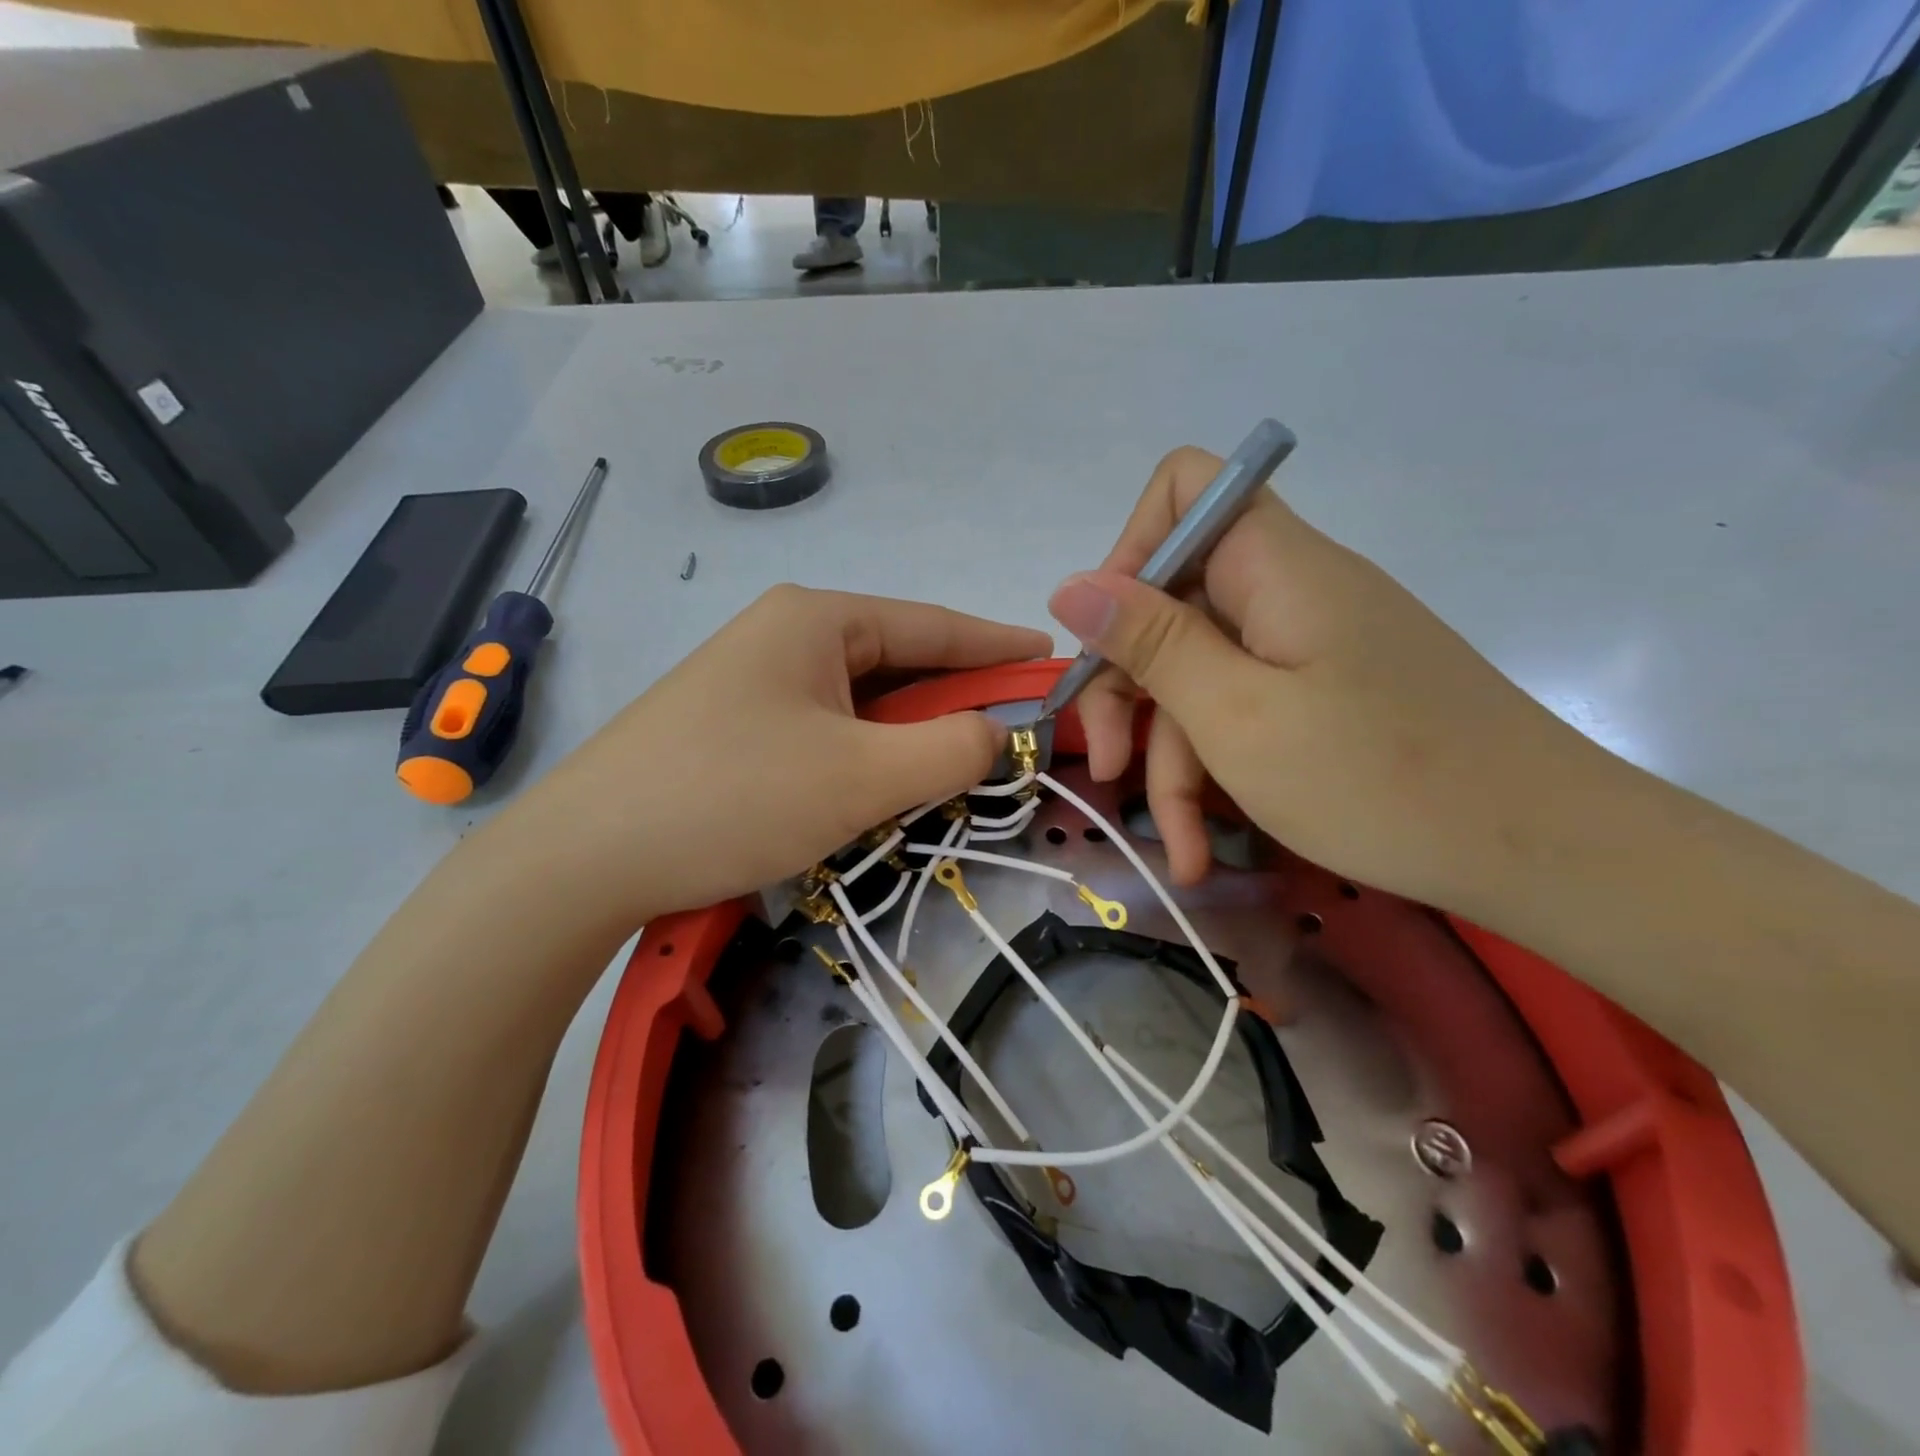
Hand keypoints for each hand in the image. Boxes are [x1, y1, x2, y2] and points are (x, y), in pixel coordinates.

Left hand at [498, 585, 1050, 927]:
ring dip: (911, 733)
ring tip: (958, 768)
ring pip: (863, 700)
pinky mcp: (736, 724)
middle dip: (957, 698)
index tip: (1053, 659)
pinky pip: (828, 726)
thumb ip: (950, 749)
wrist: (583, 858)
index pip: (933, 623)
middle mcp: (786, 633)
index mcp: (817, 618)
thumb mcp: (861, 775)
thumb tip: (996, 733)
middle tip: (1012, 733)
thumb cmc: (734, 797)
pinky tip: (884, 783)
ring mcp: (755, 678)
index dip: (998, 644)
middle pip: (899, 661)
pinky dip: (868, 751)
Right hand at [1050, 448, 1602, 909]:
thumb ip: (1149, 643)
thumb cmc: (1380, 779)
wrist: (1544, 853)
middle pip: (1173, 605)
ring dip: (1173, 760)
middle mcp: (1288, 589)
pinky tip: (1204, 842)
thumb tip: (1070, 584)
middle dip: (1129, 690)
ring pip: (1203, 677)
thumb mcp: (1237, 716)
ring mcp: (1308, 645)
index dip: (1129, 551)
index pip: (1184, 490)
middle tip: (1106, 769)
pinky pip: (1244, 710)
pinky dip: (1216, 770)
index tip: (1105, 639)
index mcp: (1273, 565)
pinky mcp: (1324, 694)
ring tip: (1176, 848)